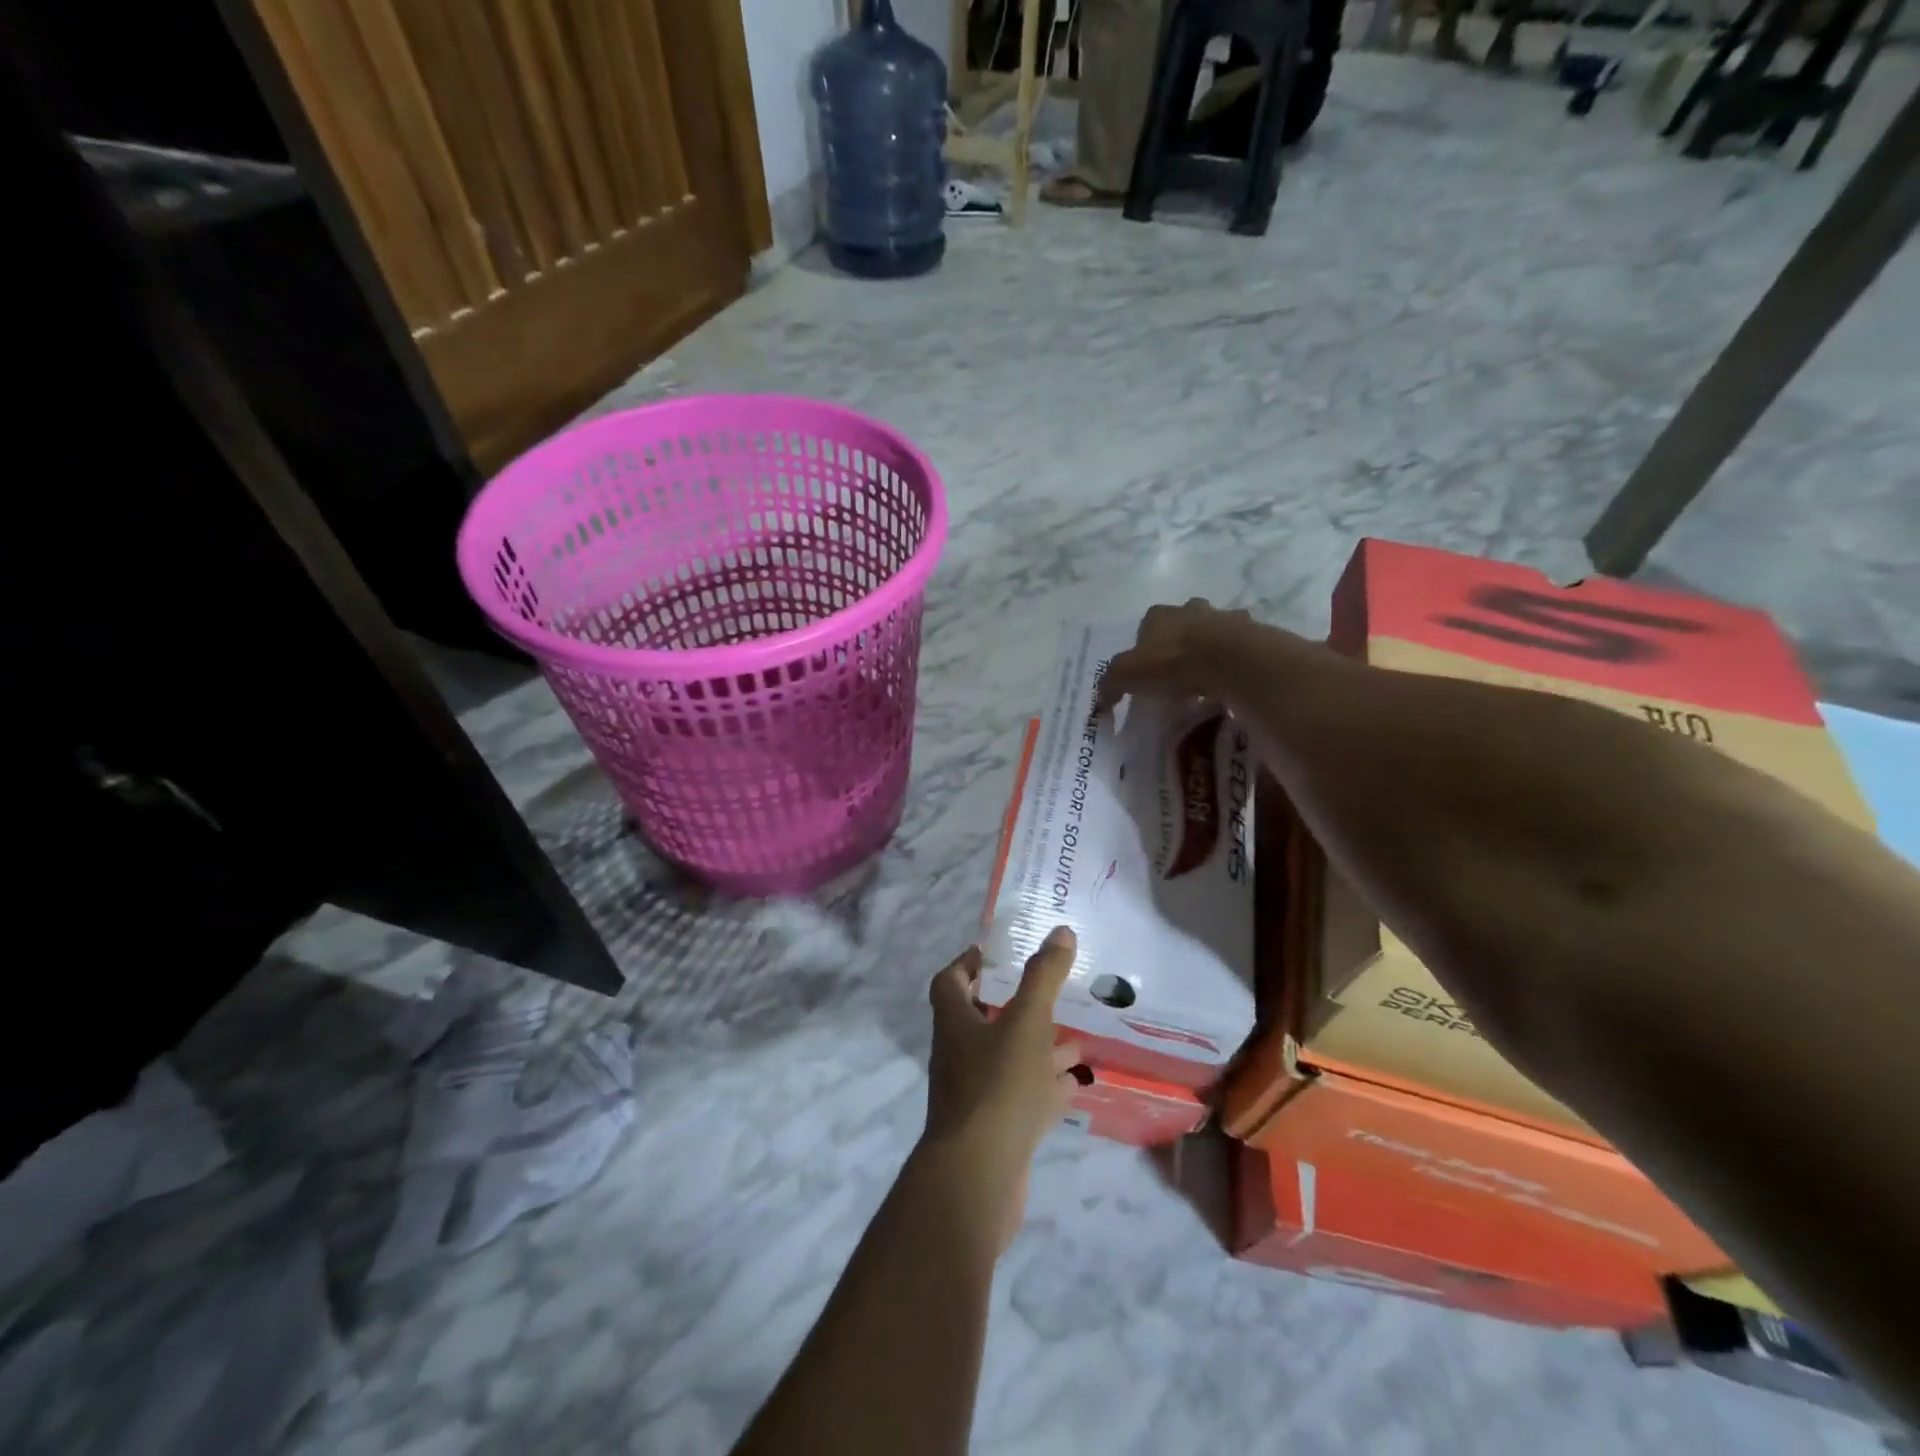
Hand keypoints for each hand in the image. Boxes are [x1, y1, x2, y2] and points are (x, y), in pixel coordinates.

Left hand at [922, 928, 1084, 1251]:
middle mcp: (960, 1055)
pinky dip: (1047, 1086)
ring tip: (1076, 1034)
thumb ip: (1043, 977)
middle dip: (1016, 1004)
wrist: (977, 1179)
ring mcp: (977, 1095)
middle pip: (982, 1020)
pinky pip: (1024, 1097)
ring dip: (1038, 1046)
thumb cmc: (996, 1087)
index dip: (968, 962)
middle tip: (1050, 991)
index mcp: (955, 1023)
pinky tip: (1076, 1081)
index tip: (997, 952)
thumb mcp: (1025, 1023)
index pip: (950, 981)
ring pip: (1008, 1059)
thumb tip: (1060, 931)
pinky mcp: (997, 1129)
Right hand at [1097, 598, 1261, 708]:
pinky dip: (1234, 660)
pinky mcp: (1251, 633)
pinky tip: (1230, 680)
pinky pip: (1240, 646)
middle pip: (1183, 622)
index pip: (1147, 625)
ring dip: (1210, 648)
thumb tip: (1100, 700)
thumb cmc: (1171, 662)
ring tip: (1207, 678)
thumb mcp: (1127, 675)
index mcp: (1159, 615)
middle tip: (1178, 672)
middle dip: (1180, 641)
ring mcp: (1224, 617)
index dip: (1146, 646)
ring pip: (1214, 631)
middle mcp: (1191, 609)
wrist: (1228, 659)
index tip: (1149, 670)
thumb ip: (1111, 684)